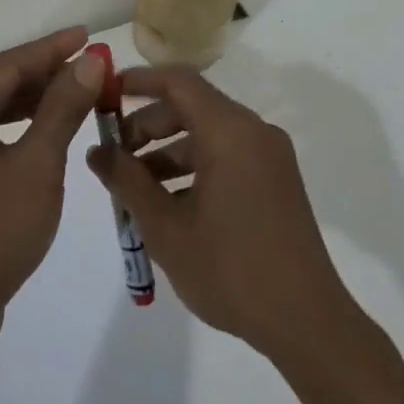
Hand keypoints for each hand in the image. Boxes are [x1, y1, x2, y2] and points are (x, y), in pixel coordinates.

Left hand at [0, 27, 105, 351]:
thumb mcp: (37, 165)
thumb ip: (63, 108)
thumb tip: (90, 61)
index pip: (9, 65)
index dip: (53, 50)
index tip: (89, 36)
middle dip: (47, 76)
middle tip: (93, 67)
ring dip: (36, 102)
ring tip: (80, 92)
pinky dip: (19, 129)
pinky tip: (49, 128)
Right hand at [90, 66, 365, 364]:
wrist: (306, 322)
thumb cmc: (230, 270)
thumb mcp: (166, 228)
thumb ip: (127, 182)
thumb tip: (96, 152)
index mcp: (229, 132)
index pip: (178, 81)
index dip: (139, 81)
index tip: (106, 95)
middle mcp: (254, 132)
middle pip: (191, 106)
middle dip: (148, 125)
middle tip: (114, 155)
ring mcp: (269, 156)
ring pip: (208, 134)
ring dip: (168, 151)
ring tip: (135, 188)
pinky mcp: (276, 180)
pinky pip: (227, 155)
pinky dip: (194, 167)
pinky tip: (170, 204)